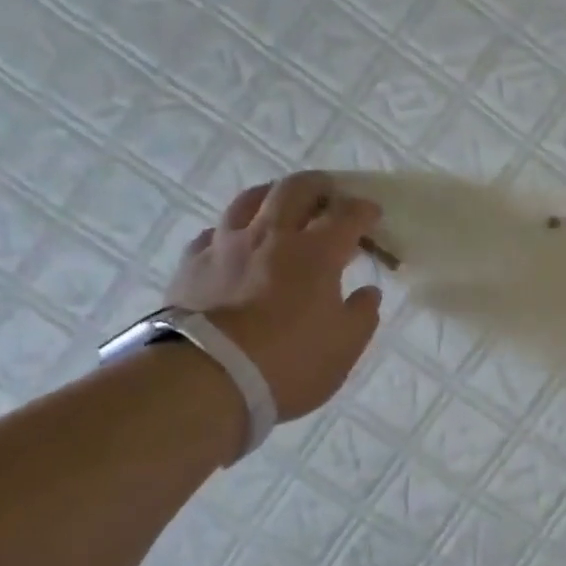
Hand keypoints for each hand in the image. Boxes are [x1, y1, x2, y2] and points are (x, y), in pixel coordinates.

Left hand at [167, 171, 382, 421]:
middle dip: (320, 186)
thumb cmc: (290, 363)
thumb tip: (367, 293)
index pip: (346, 216)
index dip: (364, 211)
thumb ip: (361, 315)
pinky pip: (216, 231)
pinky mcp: (192, 263)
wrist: (208, 379)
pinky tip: (238, 243)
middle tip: (331, 193)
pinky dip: (235, 230)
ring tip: (282, 204)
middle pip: (295, 190)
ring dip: (273, 195)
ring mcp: (226, 245)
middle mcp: (271, 236)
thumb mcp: (345, 347)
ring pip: (250, 199)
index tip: (373, 215)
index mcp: (316, 254)